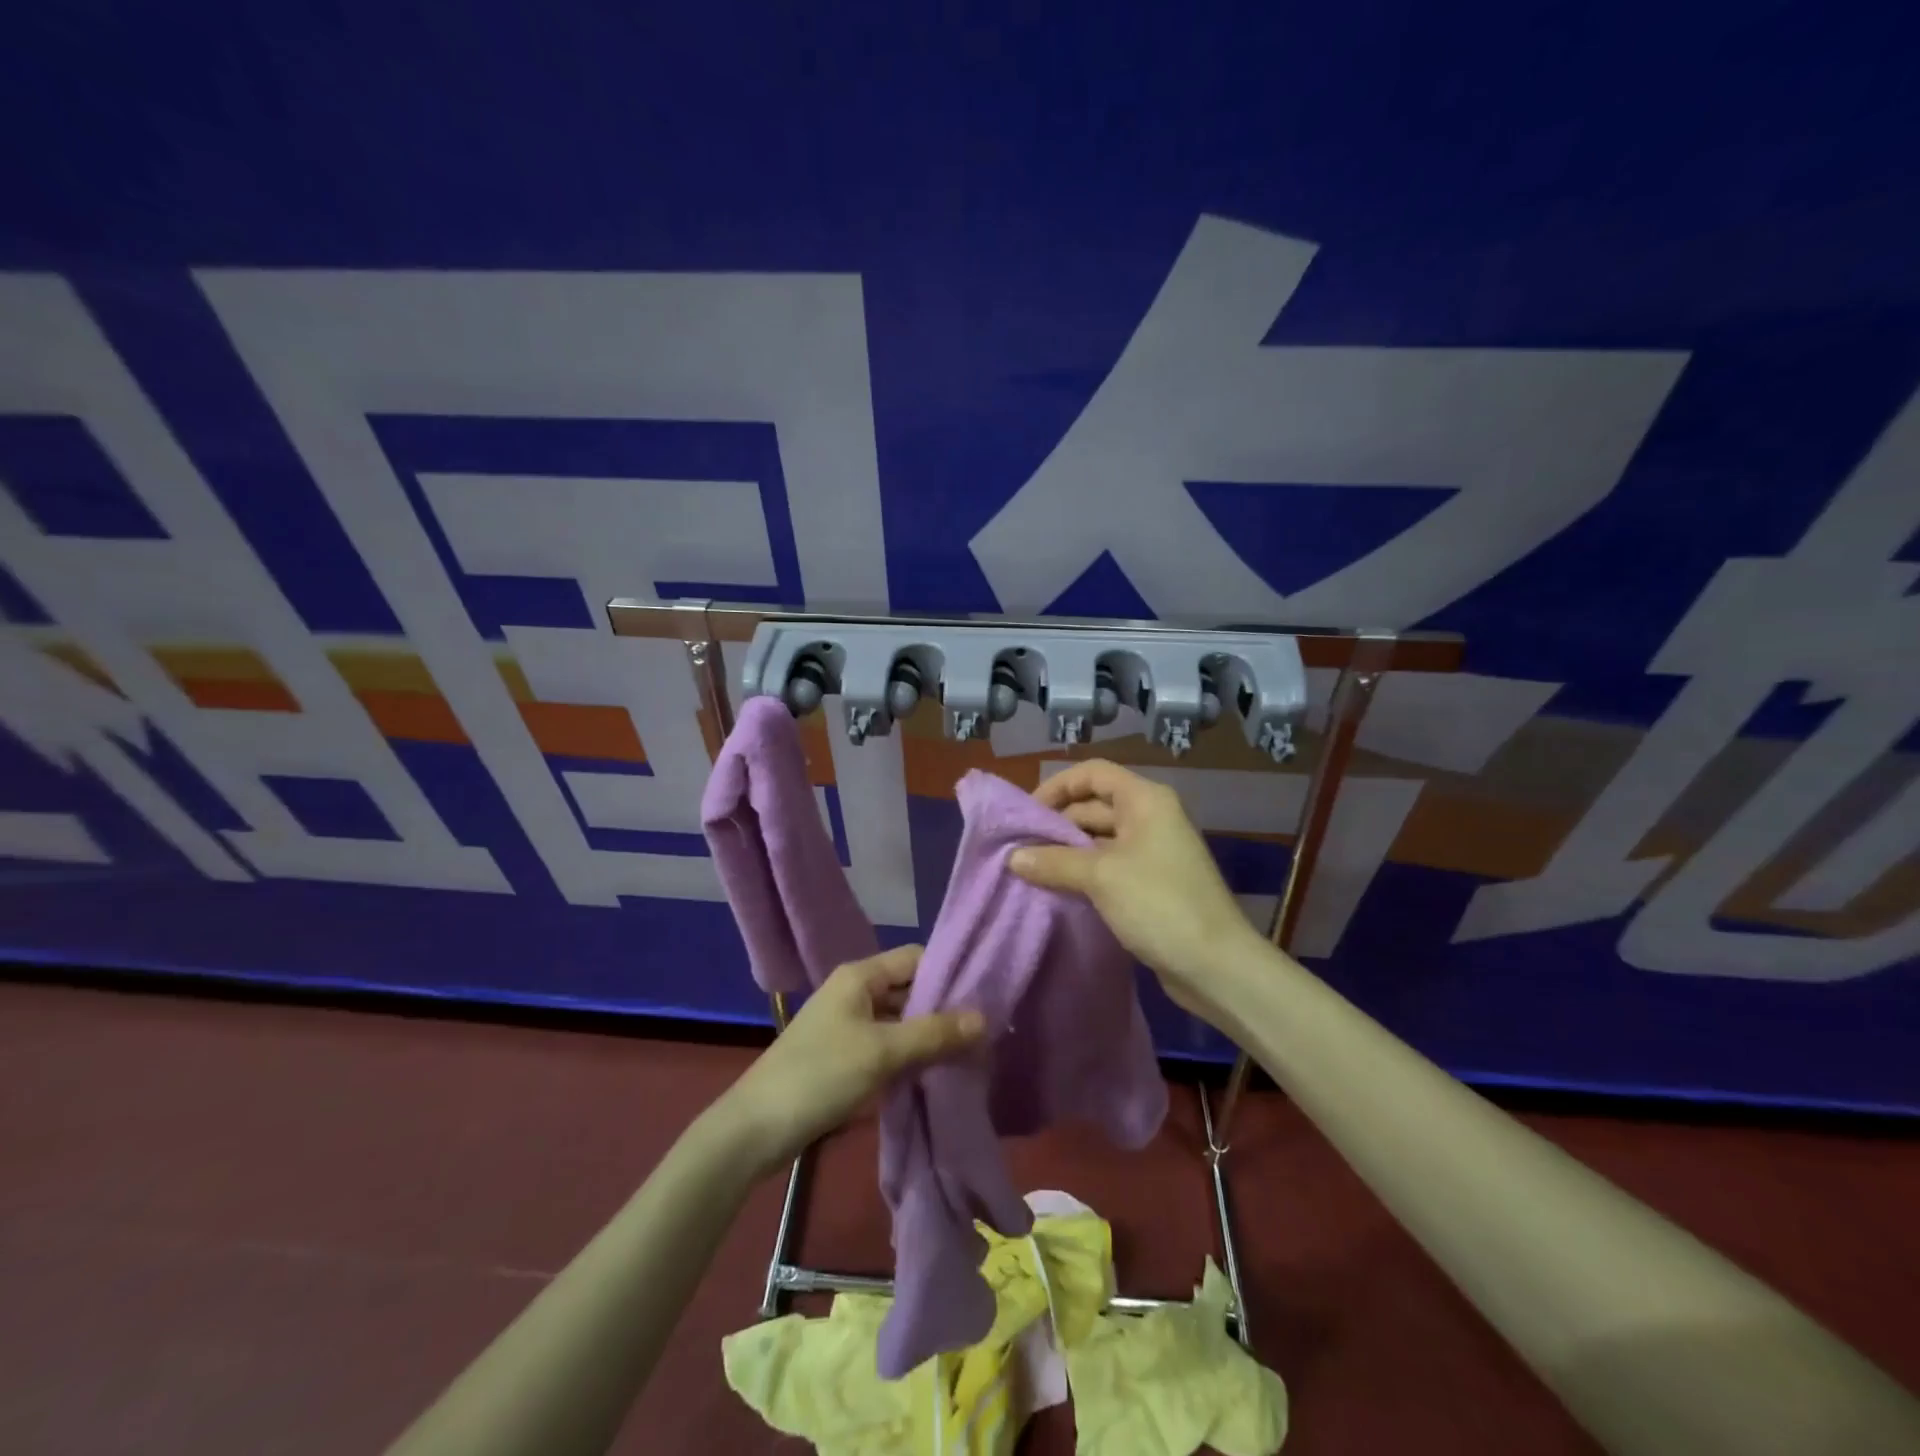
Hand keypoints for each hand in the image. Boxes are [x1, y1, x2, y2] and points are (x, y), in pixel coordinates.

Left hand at [722, 946, 984, 1172]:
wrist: (756, 1129)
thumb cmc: (820, 1075)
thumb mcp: (882, 1052)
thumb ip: (934, 1033)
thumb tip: (985, 1018)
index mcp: (860, 976)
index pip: (916, 958)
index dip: (949, 973)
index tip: (985, 998)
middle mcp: (856, 992)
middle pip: (910, 990)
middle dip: (944, 1010)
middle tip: (985, 1034)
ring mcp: (849, 1025)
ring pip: (901, 1021)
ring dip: (929, 1036)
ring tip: (970, 1056)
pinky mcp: (845, 1057)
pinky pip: (889, 1046)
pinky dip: (911, 1056)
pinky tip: (937, 1075)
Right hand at [1010, 760, 1264, 1025]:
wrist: (1215, 965)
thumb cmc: (1159, 904)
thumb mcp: (1100, 877)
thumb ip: (1054, 862)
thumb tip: (1013, 857)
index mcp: (1145, 800)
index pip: (1093, 773)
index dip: (1057, 786)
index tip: (1026, 813)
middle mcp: (1150, 817)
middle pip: (1094, 805)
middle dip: (1057, 823)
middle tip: (1020, 847)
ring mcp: (1152, 851)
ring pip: (1099, 839)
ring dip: (1067, 851)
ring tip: (1030, 869)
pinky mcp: (1151, 883)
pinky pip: (1109, 866)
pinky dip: (1083, 872)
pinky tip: (1057, 888)